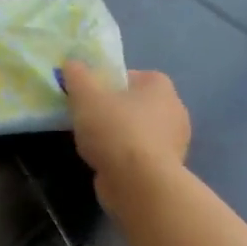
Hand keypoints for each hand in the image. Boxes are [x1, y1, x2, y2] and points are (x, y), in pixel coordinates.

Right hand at [61, 64, 191, 217]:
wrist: (139, 183)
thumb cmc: (115, 131)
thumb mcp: (86, 97)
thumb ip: (77, 76)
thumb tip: (72, 63)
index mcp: (160, 87)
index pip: (134, 76)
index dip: (110, 82)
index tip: (90, 94)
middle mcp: (174, 110)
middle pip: (137, 103)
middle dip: (114, 109)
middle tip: (88, 117)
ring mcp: (174, 141)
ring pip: (139, 130)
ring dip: (119, 134)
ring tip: (92, 142)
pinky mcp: (167, 168)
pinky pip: (141, 154)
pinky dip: (125, 156)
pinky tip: (105, 162)